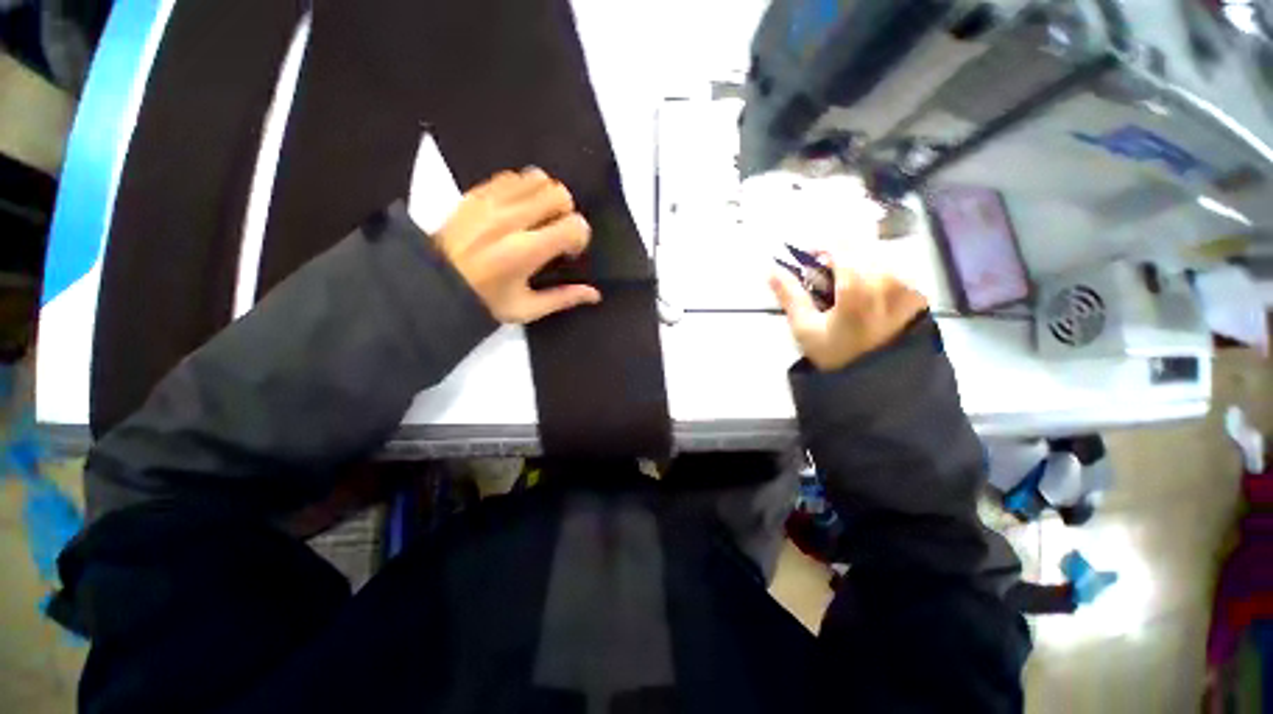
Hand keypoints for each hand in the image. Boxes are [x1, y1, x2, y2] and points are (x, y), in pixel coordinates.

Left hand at [435, 168, 600, 323]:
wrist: (432, 282)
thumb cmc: (484, 300)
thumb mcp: (527, 308)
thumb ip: (563, 299)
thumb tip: (595, 294)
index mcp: (526, 251)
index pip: (573, 225)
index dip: (580, 236)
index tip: (568, 251)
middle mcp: (512, 219)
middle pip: (559, 193)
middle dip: (566, 213)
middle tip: (555, 232)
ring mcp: (492, 201)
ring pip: (538, 178)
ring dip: (546, 197)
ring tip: (538, 218)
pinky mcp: (477, 192)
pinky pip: (513, 176)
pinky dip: (524, 188)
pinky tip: (519, 209)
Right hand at [769, 258, 926, 371]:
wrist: (877, 383)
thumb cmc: (836, 356)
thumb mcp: (805, 328)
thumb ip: (789, 294)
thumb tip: (770, 270)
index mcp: (858, 283)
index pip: (839, 242)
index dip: (819, 245)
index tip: (806, 262)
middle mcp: (888, 276)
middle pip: (859, 245)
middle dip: (837, 256)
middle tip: (822, 281)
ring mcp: (907, 285)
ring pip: (877, 256)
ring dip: (856, 264)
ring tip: (843, 292)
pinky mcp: (916, 295)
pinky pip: (893, 271)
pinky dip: (874, 276)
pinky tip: (865, 300)